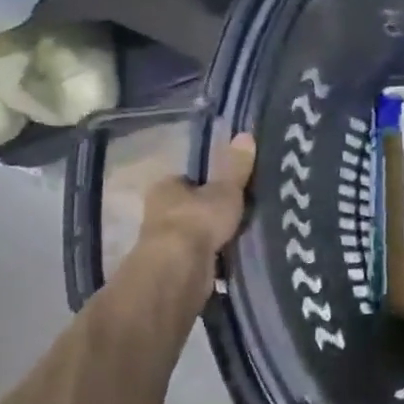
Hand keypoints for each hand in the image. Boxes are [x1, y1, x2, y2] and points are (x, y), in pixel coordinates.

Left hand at [137, 132, 256, 257]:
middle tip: (238, 213)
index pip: (187, 180)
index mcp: (165, 187)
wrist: (179, 269)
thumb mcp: (226, 189)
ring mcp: (163, 243)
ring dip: (211, 237)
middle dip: (209, 212)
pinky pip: (198, 257)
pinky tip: (232, 258)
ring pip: (193, 234)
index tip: (228, 189)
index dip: (207, 183)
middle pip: (189, 207)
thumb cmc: (198, 220)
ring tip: (241, 235)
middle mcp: (158, 213)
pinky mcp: (174, 268)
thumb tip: (246, 135)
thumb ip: (236, 167)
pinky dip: (212, 258)